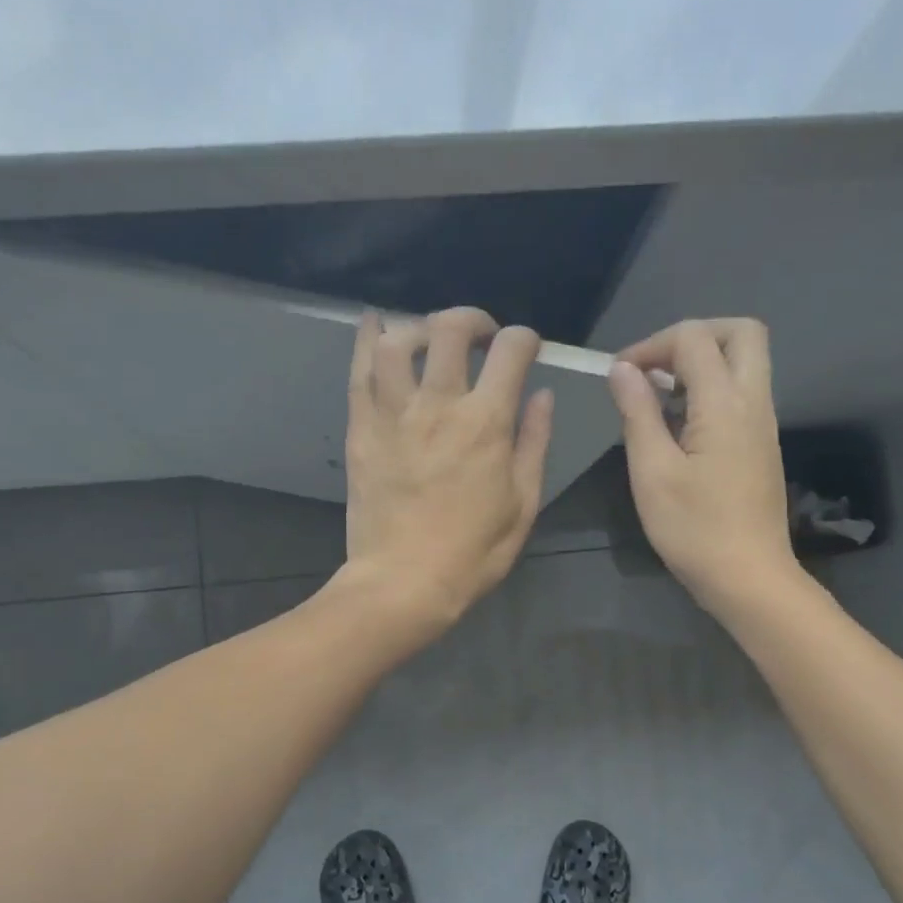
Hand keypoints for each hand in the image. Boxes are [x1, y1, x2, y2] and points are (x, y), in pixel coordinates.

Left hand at [339, 307, 552, 636]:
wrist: (403, 582)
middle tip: (480, 337)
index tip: (525, 350)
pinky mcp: (362, 430)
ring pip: (398, 342)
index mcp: (486, 423)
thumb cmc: (472, 552)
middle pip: (450, 330)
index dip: (523, 339)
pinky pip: (359, 372)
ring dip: (419, 327)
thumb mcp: (522, 503)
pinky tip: (374, 324)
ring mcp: (394, 415)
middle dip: (472, 320)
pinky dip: (367, 340)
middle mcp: (438, 405)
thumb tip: (543, 395)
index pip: (510, 350)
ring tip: (430, 340)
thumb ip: (534, 443)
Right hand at [608, 318, 803, 615]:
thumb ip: (638, 413)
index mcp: (726, 404)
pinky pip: (741, 391)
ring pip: (744, 361)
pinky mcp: (761, 443)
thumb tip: (622, 370)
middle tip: (654, 368)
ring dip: (701, 362)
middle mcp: (754, 401)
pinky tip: (677, 424)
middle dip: (692, 336)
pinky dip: (710, 388)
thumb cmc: (694, 529)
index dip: (651, 345)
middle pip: (740, 332)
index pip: (694, 338)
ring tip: (658, 397)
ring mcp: (763, 422)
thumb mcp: (652, 472)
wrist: (748, 576)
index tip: (618, 375)